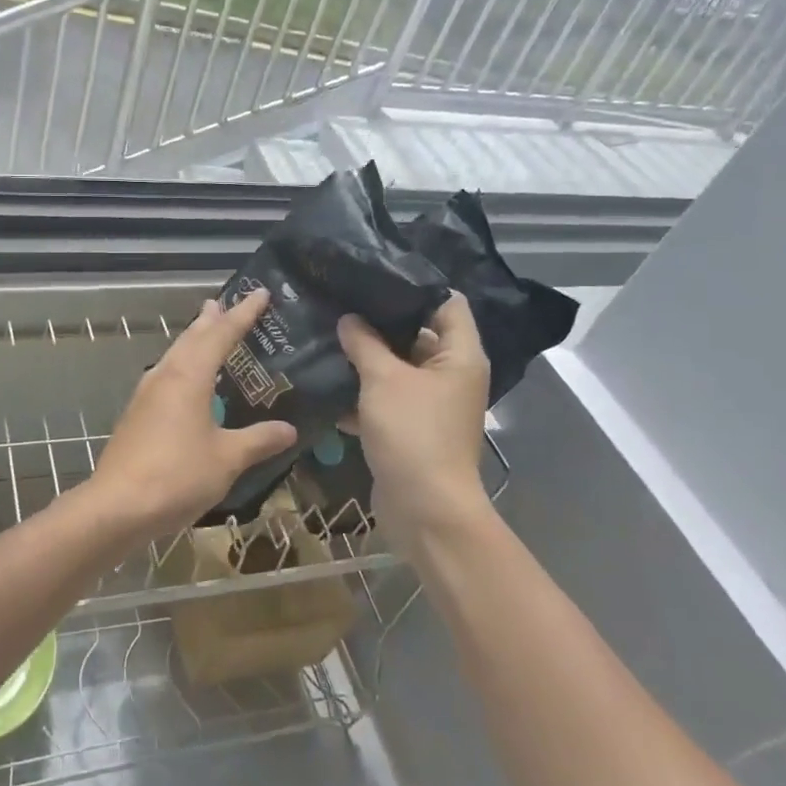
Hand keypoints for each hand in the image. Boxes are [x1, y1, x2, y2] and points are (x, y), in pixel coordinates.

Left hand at [91, 290, 297, 540]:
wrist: (117, 505)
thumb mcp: (227, 458)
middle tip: (225, 303)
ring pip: (174, 355)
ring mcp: (146, 394)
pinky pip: (165, 375)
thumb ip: (258, 440)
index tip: (259, 293)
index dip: (243, 314)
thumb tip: (289, 429)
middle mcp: (165, 376)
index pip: (221, 334)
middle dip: (211, 320)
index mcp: (189, 376)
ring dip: (193, 340)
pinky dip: (182, 365)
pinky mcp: (137, 414)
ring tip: (206, 330)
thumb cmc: (177, 475)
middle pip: (191, 338)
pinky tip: (186, 381)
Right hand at [337, 293, 493, 549]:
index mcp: (459, 356)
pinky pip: (385, 398)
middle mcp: (450, 375)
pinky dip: (361, 392)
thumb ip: (364, 343)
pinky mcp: (410, 428)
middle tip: (339, 301)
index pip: (446, 303)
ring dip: (365, 358)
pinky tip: (325, 381)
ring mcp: (431, 403)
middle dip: (378, 322)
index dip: (413, 286)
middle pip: (417, 334)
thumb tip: (349, 319)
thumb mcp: (384, 379)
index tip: (373, 276)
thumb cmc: (413, 433)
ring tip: (326, 334)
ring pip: (396, 368)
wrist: (424, 509)